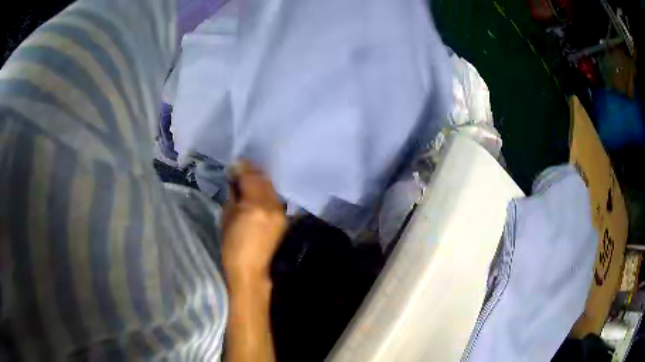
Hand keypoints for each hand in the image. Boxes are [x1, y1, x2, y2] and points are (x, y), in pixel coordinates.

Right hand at [221, 161, 286, 287]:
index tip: (235, 164)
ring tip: (248, 179)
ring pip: (271, 187)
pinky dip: (266, 191)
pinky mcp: (283, 218)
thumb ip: (234, 195)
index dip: (242, 167)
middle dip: (252, 171)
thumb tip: (235, 180)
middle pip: (263, 179)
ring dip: (259, 180)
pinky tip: (257, 192)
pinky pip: (274, 198)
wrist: (249, 269)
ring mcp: (280, 212)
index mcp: (255, 206)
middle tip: (240, 169)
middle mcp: (272, 206)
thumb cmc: (231, 246)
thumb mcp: (227, 217)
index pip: (250, 177)